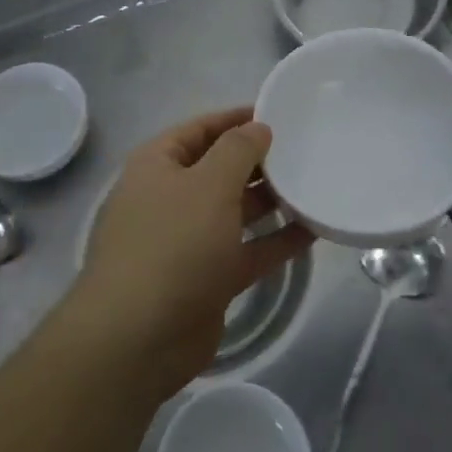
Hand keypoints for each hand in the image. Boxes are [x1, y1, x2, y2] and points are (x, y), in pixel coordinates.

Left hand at [74, 108, 315, 396]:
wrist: (138, 338)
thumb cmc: (173, 243)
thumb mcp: (209, 184)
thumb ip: (238, 149)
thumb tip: (258, 128)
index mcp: (158, 165)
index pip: (199, 129)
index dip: (235, 119)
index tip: (277, 114)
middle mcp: (170, 198)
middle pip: (218, 169)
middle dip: (257, 161)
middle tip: (304, 151)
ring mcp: (187, 241)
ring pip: (235, 211)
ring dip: (270, 201)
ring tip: (313, 186)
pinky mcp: (207, 279)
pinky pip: (246, 250)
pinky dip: (275, 241)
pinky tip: (313, 231)